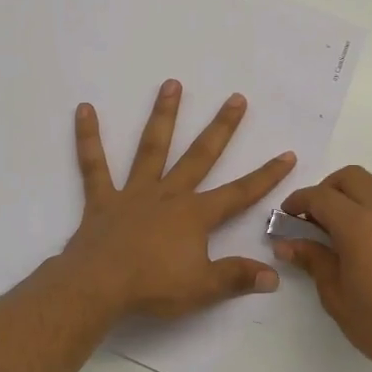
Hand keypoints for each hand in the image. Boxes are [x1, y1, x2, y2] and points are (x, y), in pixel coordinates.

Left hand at [58, 79, 296, 319]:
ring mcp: (134, 193)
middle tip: (236, 98)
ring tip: (172, 84)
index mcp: (195, 215)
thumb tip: (274, 275)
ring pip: (152, 147)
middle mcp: (168, 194)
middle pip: (200, 156)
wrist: (99, 286)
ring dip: (164, 115)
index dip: (266, 176)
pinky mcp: (102, 199)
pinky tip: (84, 110)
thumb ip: (237, 277)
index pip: (239, 193)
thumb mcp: (203, 288)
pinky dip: (88, 138)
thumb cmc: (153, 286)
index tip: (287, 154)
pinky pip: (94, 164)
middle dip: (222, 128)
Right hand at [276, 167, 371, 371]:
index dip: (299, 201)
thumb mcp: (335, 296)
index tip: (287, 215)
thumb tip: (287, 243)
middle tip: (316, 217)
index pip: (320, 197)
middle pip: (351, 177)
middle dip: (328, 190)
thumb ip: (313, 260)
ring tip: (349, 222)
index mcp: (357, 225)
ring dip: (358, 193)